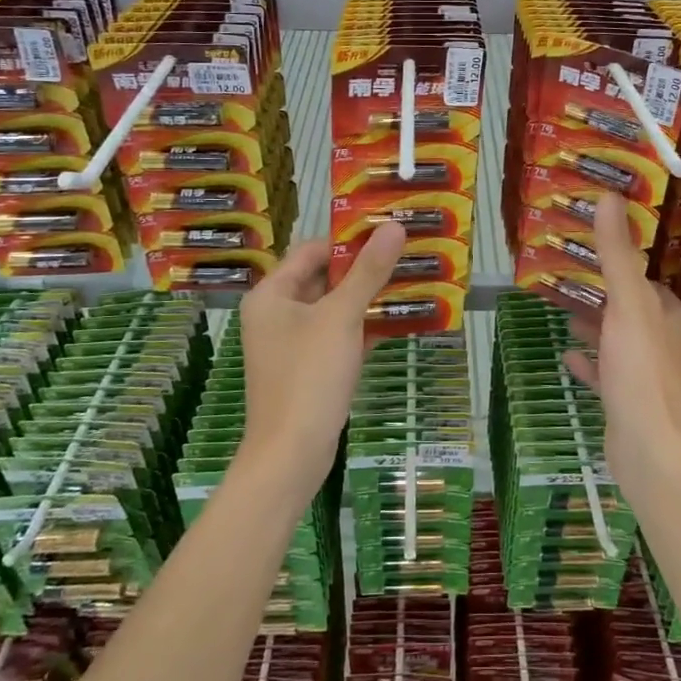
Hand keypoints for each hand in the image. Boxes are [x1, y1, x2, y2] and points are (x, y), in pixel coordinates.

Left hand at [238, 223, 407, 496]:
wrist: (291, 454)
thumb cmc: (309, 376)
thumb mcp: (341, 316)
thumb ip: (368, 271)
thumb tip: (394, 226)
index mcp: (271, 294)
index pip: (311, 250)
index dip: (348, 240)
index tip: (388, 231)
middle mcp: (276, 314)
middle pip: (322, 278)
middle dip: (363, 268)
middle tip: (405, 254)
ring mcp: (291, 344)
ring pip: (332, 309)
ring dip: (366, 297)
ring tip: (409, 280)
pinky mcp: (307, 369)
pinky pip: (336, 336)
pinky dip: (362, 327)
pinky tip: (397, 320)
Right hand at [563, 192, 680, 493]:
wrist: (649, 449)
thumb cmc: (641, 369)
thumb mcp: (627, 303)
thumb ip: (617, 253)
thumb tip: (610, 196)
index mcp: (672, 315)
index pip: (646, 280)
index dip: (621, 263)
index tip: (590, 248)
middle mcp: (666, 342)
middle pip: (631, 309)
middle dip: (603, 294)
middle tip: (567, 277)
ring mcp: (649, 375)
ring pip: (618, 340)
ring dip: (595, 326)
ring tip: (563, 311)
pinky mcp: (631, 402)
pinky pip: (607, 373)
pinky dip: (590, 362)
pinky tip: (567, 356)